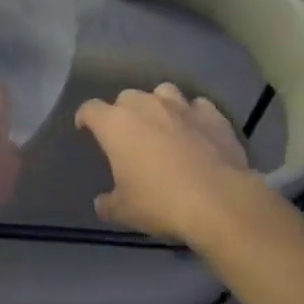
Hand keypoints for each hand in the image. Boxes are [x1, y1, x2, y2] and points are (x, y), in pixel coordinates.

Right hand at [75, 84, 257, 242]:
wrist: (218, 201)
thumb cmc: (160, 202)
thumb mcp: (123, 211)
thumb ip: (108, 203)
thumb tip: (102, 203)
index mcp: (116, 125)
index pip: (90, 109)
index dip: (85, 117)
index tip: (85, 128)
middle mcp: (146, 106)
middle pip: (126, 97)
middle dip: (123, 112)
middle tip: (127, 135)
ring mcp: (182, 107)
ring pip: (163, 92)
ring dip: (158, 105)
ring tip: (162, 124)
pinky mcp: (213, 115)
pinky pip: (197, 106)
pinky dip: (193, 116)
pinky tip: (196, 131)